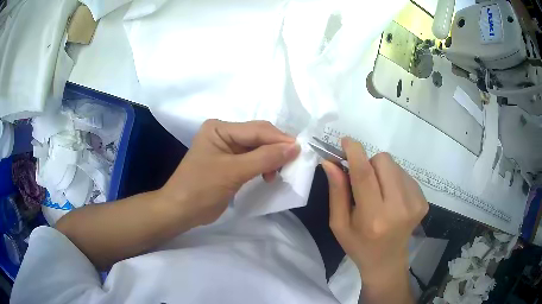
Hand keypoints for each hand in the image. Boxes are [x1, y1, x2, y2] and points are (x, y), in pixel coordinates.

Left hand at [160, 119, 299, 226]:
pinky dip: (264, 166)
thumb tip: (294, 147)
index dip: (280, 139)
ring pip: (258, 148)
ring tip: (276, 175)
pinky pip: (253, 160)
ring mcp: (227, 149)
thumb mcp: (233, 172)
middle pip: (259, 137)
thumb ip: (264, 158)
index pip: (257, 130)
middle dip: (276, 149)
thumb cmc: (201, 189)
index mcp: (220, 128)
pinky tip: (268, 176)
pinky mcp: (230, 163)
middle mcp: (224, 134)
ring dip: (271, 159)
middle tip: (293, 163)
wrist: (181, 211)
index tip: (301, 151)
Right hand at [321, 138, 427, 291]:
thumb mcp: (339, 224)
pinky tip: (392, 198)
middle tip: (365, 182)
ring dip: (383, 172)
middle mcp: (398, 208)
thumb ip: (336, 191)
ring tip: (379, 193)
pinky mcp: (423, 201)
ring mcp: (415, 203)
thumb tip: (330, 162)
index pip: (364, 174)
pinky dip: (394, 180)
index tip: (346, 141)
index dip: (355, 152)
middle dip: (370, 164)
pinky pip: (405, 174)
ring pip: (395, 165)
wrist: (387, 261)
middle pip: (384, 161)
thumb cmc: (358, 245)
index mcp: (373, 217)